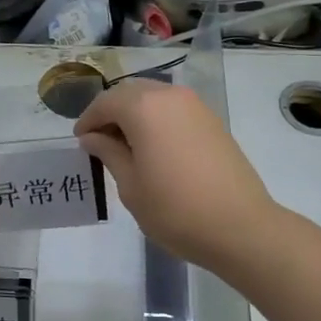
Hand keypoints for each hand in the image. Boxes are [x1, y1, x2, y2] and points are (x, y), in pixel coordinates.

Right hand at [75, 80, 276, 270]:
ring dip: (134, 114)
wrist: (240, 227)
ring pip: (154, 98)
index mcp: (144, 107)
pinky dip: (157, 120)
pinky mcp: (212, 121)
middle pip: (130, 93)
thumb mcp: (130, 185)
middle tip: (99, 141)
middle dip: (111, 112)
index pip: (106, 103)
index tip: (80, 141)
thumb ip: (109, 153)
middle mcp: (170, 96)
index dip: (89, 120)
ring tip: (125, 147)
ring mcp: (196, 106)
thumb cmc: (175, 209)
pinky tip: (153, 149)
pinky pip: (174, 109)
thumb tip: (92, 137)